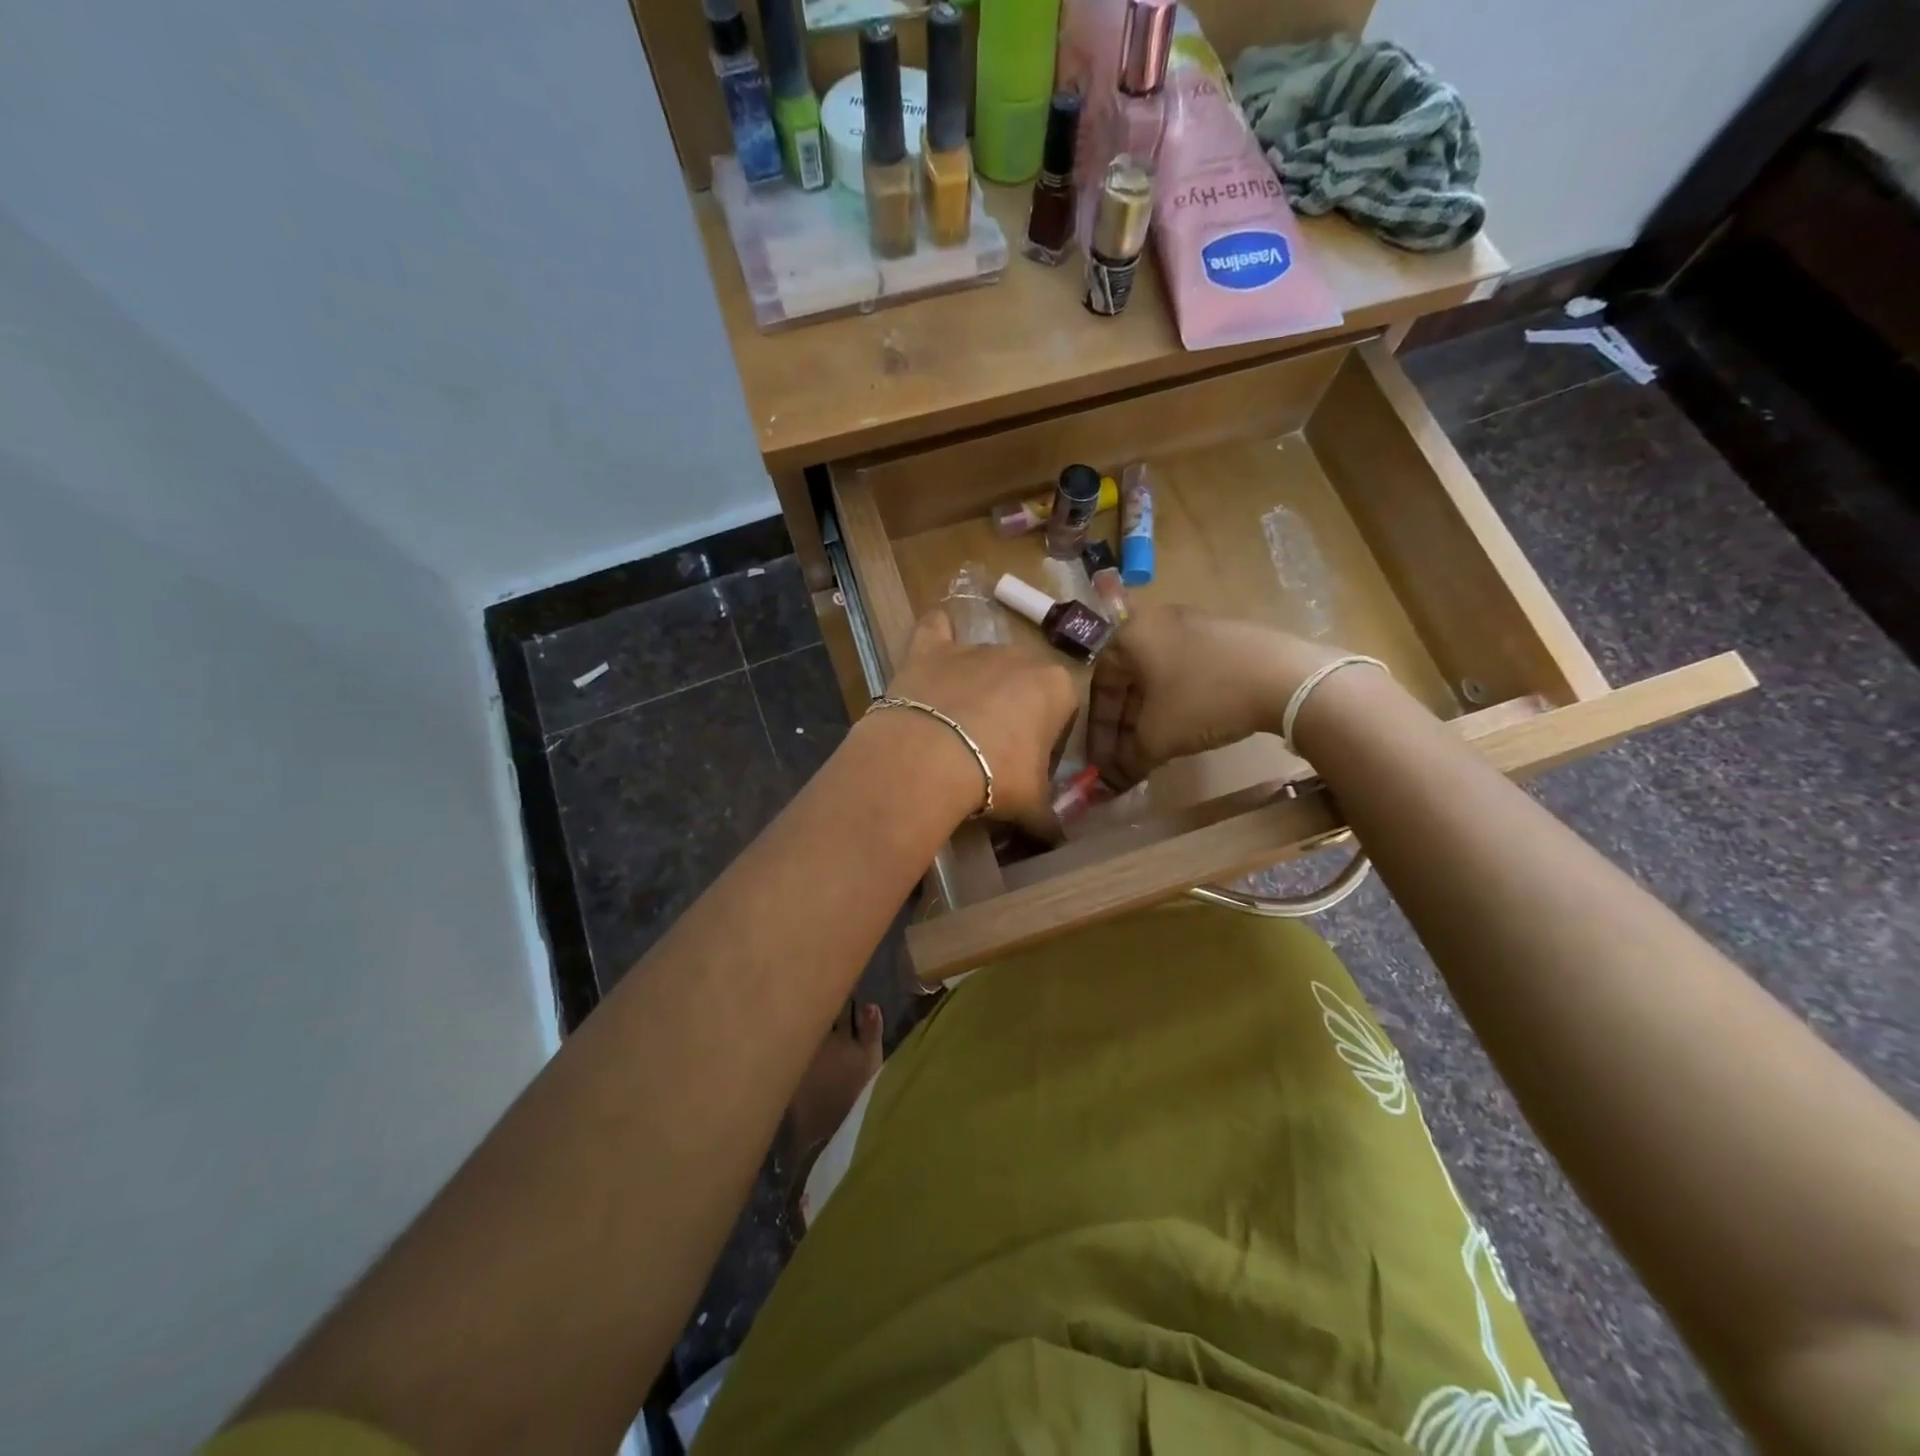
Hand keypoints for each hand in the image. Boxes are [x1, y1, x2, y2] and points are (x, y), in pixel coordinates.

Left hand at [878, 610, 1077, 831]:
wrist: (927, 759)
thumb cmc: (994, 777)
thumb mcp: (1031, 805)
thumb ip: (1050, 819)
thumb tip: (1058, 840)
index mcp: (1055, 686)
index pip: (1064, 709)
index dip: (1050, 738)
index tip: (1032, 765)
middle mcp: (1019, 656)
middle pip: (1024, 682)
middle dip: (1016, 709)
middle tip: (995, 750)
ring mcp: (972, 648)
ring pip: (984, 662)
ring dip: (979, 686)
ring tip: (959, 726)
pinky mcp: (929, 649)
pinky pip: (936, 629)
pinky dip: (937, 633)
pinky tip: (935, 639)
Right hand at [1087, 605, 1343, 788]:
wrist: (1285, 678)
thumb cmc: (1204, 699)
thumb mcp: (1158, 736)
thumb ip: (1128, 759)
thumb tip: (1111, 781)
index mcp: (1131, 635)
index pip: (1101, 685)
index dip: (1100, 729)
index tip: (1102, 761)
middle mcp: (1157, 622)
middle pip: (1130, 680)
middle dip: (1125, 724)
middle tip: (1126, 758)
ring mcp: (1194, 625)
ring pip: (1159, 677)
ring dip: (1151, 715)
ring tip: (1155, 748)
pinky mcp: (1226, 637)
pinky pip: (1188, 671)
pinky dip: (1179, 702)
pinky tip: (1188, 728)